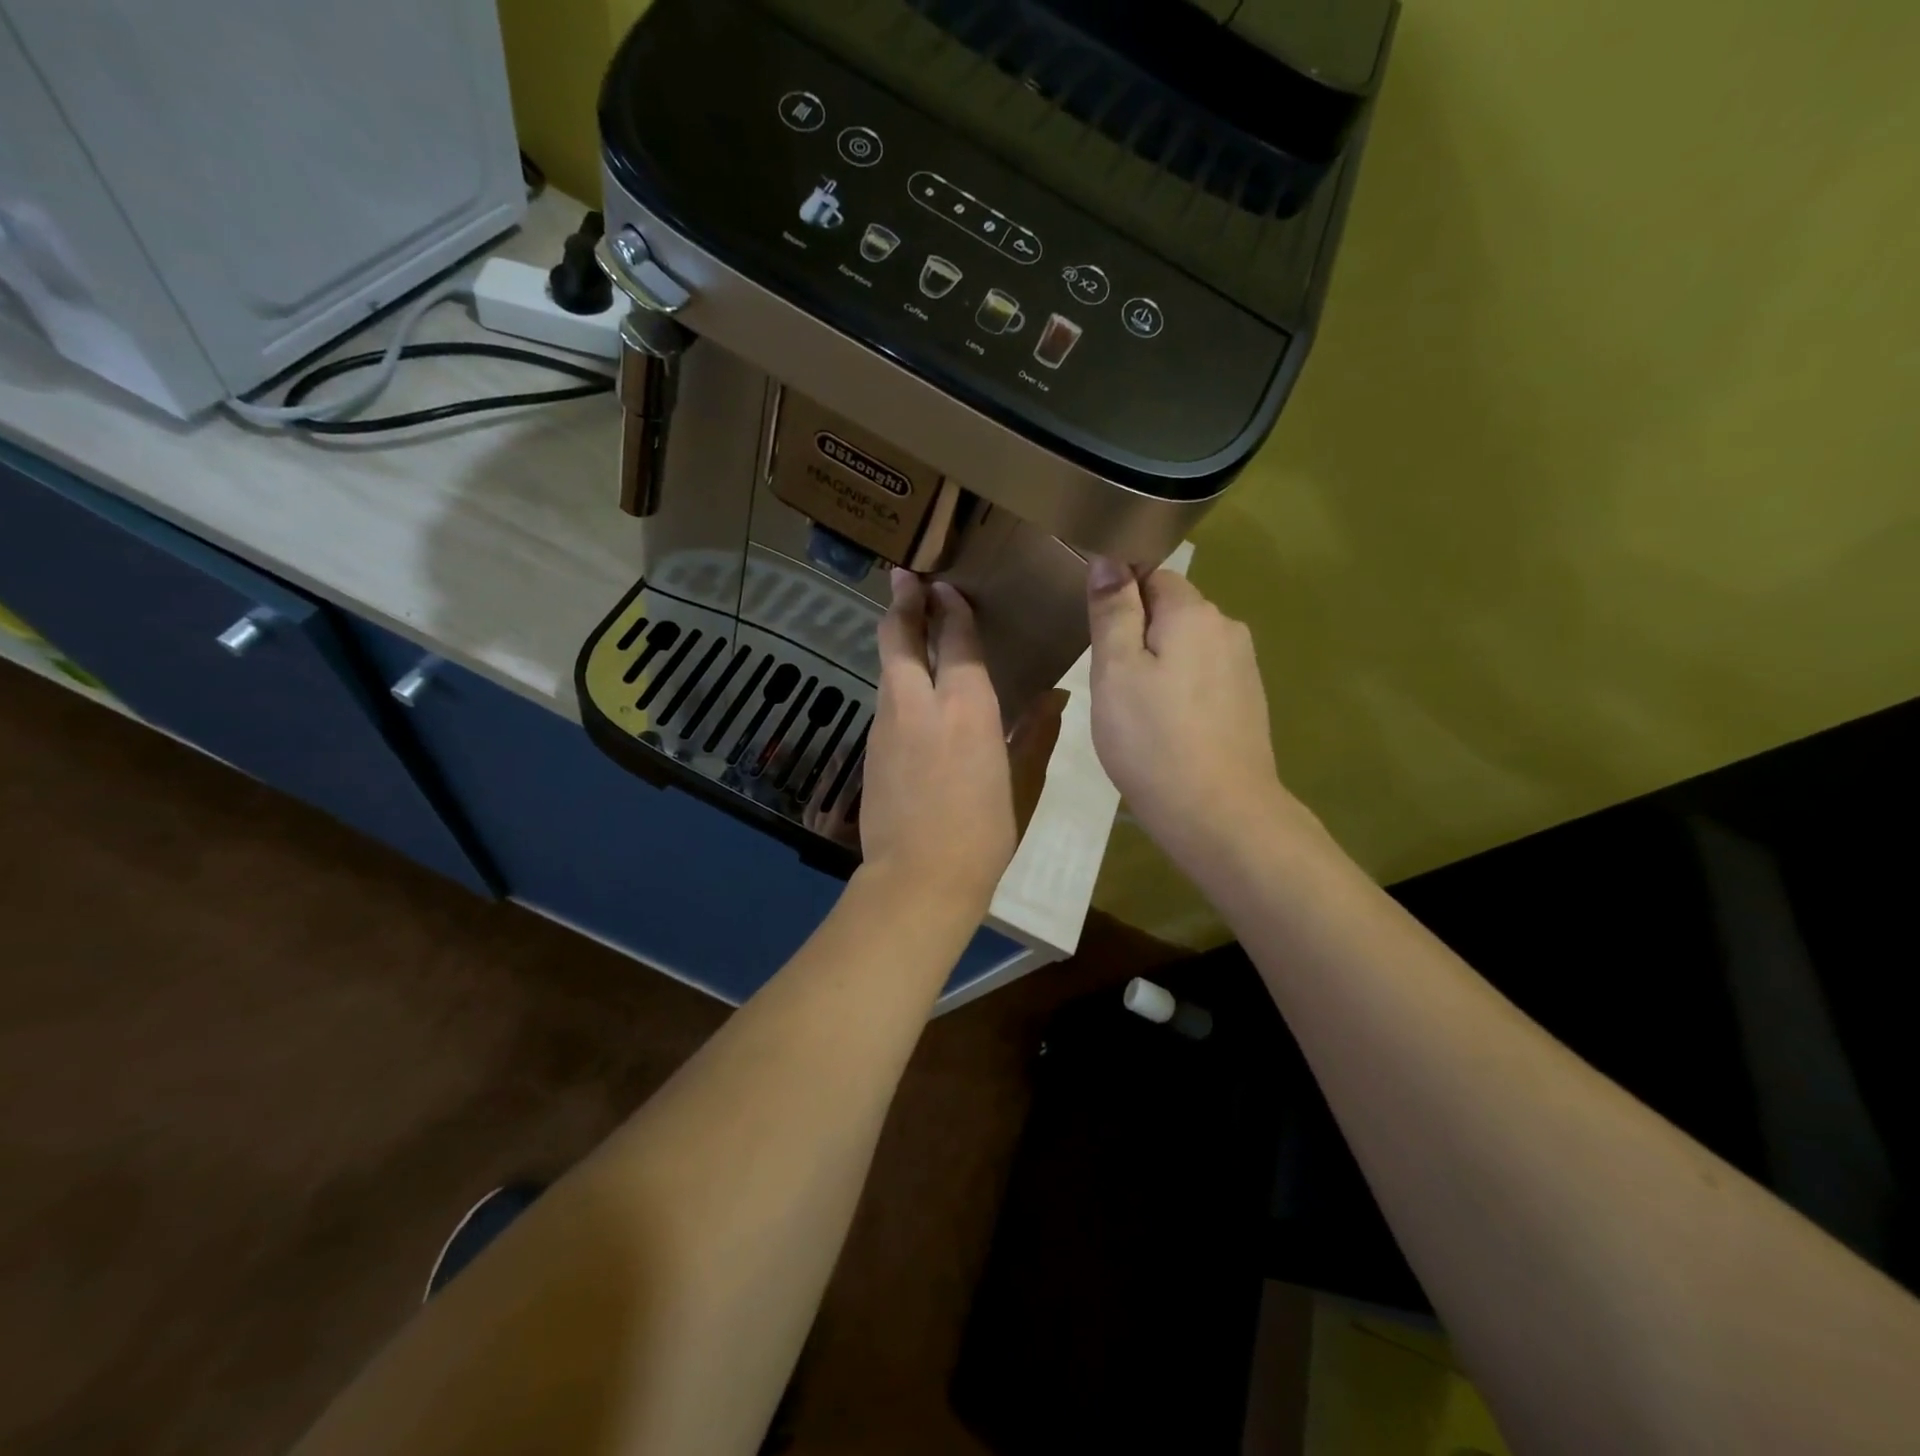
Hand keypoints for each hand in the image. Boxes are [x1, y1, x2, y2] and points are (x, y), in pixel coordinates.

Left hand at [859, 571, 1063, 912]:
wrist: (918, 880)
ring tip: (906, 621)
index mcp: (966, 709)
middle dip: (903, 602)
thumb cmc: (983, 835)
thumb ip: (1035, 733)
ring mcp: (887, 725)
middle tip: (904, 576)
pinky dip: (895, 678)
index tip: (946, 586)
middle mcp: (919, 705)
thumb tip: (1055, 696)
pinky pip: (885, 699)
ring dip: (896, 638)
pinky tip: (909, 686)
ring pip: (887, 667)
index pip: (956, 640)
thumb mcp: (1022, 784)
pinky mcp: (871, 748)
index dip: (951, 609)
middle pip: (900, 638)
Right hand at [1085, 559, 1302, 865]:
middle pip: (1172, 610)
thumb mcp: (1116, 671)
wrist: (1219, 814)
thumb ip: (1113, 611)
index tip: (1097, 636)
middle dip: (1138, 633)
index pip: (1151, 575)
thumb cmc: (1153, 740)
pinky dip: (1180, 690)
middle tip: (1109, 681)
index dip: (1119, 597)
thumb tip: (1109, 558)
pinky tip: (1166, 726)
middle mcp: (1227, 628)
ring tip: (1134, 709)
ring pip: (1187, 646)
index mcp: (1193, 612)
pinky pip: (1203, 677)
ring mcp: (1243, 667)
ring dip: (1159, 664)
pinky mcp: (1248, 701)